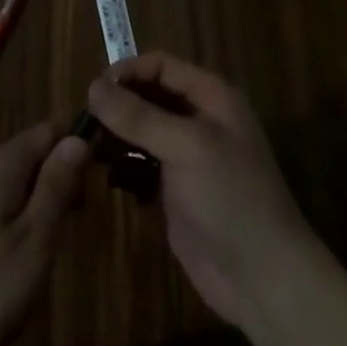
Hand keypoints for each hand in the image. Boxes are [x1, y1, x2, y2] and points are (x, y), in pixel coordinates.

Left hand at [0, 123, 88, 345]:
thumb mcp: (34, 240)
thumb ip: (56, 186)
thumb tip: (77, 138)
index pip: (47, 131)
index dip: (74, 151)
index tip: (91, 188)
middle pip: (30, 154)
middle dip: (56, 181)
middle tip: (70, 227)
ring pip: (12, 180)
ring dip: (35, 203)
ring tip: (45, 248)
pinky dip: (13, 217)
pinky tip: (14, 257)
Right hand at [87, 53, 313, 328]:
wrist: (263, 279)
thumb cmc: (231, 198)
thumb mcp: (186, 147)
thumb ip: (138, 116)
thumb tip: (92, 87)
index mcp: (211, 98)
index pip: (161, 66)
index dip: (127, 72)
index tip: (92, 92)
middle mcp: (199, 120)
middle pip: (148, 96)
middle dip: (117, 105)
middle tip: (84, 123)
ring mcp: (187, 157)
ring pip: (141, 131)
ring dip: (115, 135)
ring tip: (86, 148)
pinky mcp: (175, 191)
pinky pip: (141, 164)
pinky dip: (122, 165)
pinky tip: (104, 174)